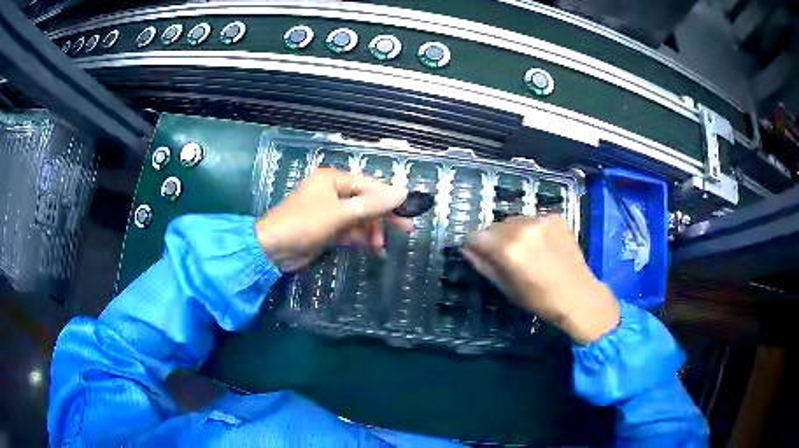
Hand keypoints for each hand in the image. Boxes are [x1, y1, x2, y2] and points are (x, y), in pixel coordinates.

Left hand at [255, 168, 410, 271]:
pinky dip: (359, 239)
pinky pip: (349, 231)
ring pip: (358, 219)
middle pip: (365, 202)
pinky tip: (371, 250)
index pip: (368, 184)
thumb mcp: (341, 213)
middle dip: (383, 217)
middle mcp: (331, 192)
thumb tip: (403, 192)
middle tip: (405, 230)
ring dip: (371, 232)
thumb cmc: (304, 224)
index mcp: (332, 179)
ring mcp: (329, 212)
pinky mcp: (326, 230)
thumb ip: (372, 204)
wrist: (272, 250)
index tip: (408, 210)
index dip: (388, 197)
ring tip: (380, 248)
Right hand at [463, 215, 619, 344]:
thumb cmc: (540, 299)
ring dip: (514, 232)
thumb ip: (484, 266)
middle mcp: (522, 227)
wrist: (579, 295)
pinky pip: (533, 219)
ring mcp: (540, 219)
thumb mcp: (507, 288)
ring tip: (528, 251)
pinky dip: (532, 230)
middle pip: (495, 226)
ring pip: (514, 220)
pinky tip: (543, 245)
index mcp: (507, 248)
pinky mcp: (555, 217)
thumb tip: (468, 250)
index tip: (482, 256)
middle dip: (495, 239)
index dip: (476, 247)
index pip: (476, 235)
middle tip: (508, 257)